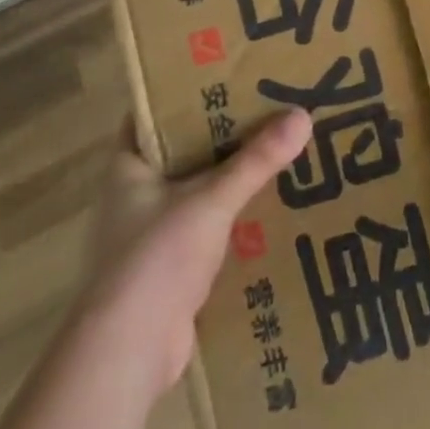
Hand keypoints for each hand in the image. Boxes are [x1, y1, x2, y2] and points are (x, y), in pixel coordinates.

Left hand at [79, 108, 311, 400]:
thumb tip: (303, 115)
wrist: (126, 354)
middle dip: (219, 134)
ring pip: (194, 191)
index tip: (225, 74)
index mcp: (127, 167)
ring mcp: (147, 235)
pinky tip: (266, 208)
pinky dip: (230, 218)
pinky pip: (204, 228)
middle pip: (181, 150)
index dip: (184, 92)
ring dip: (227, 178)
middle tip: (264, 108)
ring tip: (274, 151)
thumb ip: (256, 160)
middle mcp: (132, 196)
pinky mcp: (167, 269)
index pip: (153, 114)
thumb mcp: (211, 199)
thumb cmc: (156, 258)